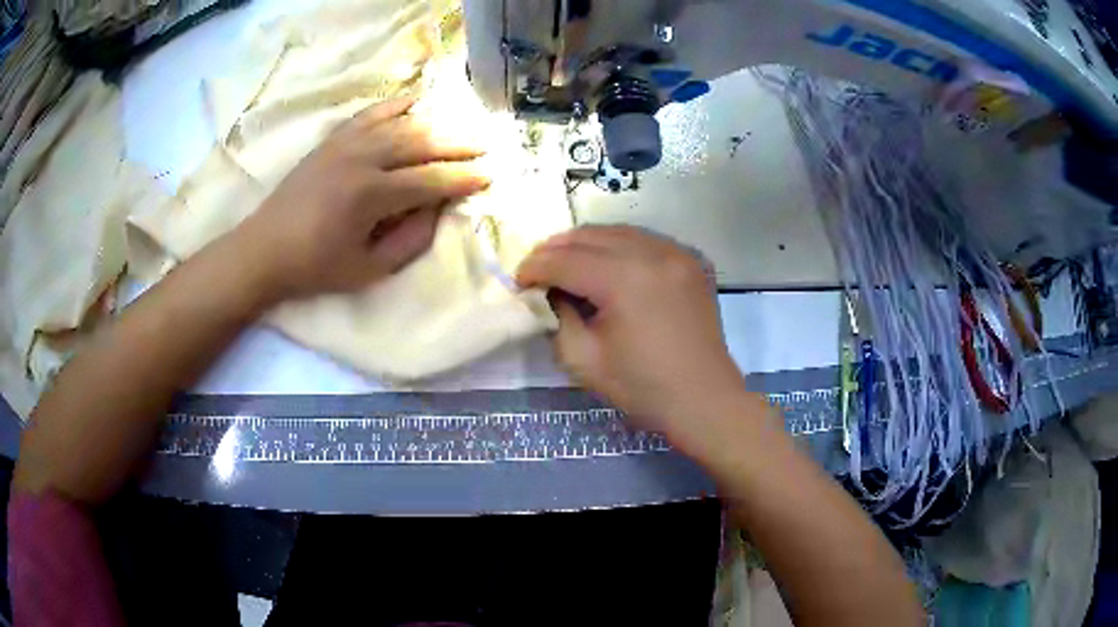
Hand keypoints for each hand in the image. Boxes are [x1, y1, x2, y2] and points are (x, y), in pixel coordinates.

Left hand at [234, 97, 489, 302]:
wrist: (265, 248)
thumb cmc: (316, 266)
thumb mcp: (369, 269)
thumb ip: (411, 240)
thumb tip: (439, 209)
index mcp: (371, 195)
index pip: (431, 180)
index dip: (464, 178)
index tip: (491, 175)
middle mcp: (362, 159)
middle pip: (422, 143)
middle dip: (459, 145)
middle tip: (488, 146)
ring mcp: (346, 143)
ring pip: (402, 124)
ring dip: (437, 124)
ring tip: (463, 128)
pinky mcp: (333, 139)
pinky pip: (371, 112)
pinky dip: (397, 104)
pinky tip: (417, 100)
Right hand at [516, 226, 747, 447]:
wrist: (704, 400)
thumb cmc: (642, 388)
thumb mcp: (583, 359)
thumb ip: (557, 316)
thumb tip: (550, 291)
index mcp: (624, 279)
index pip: (565, 260)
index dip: (535, 267)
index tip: (518, 280)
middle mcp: (652, 253)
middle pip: (590, 236)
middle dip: (556, 249)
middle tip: (538, 269)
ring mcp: (676, 252)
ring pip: (618, 231)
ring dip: (586, 244)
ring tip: (567, 262)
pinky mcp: (690, 260)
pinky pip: (645, 240)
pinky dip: (618, 246)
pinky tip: (608, 264)